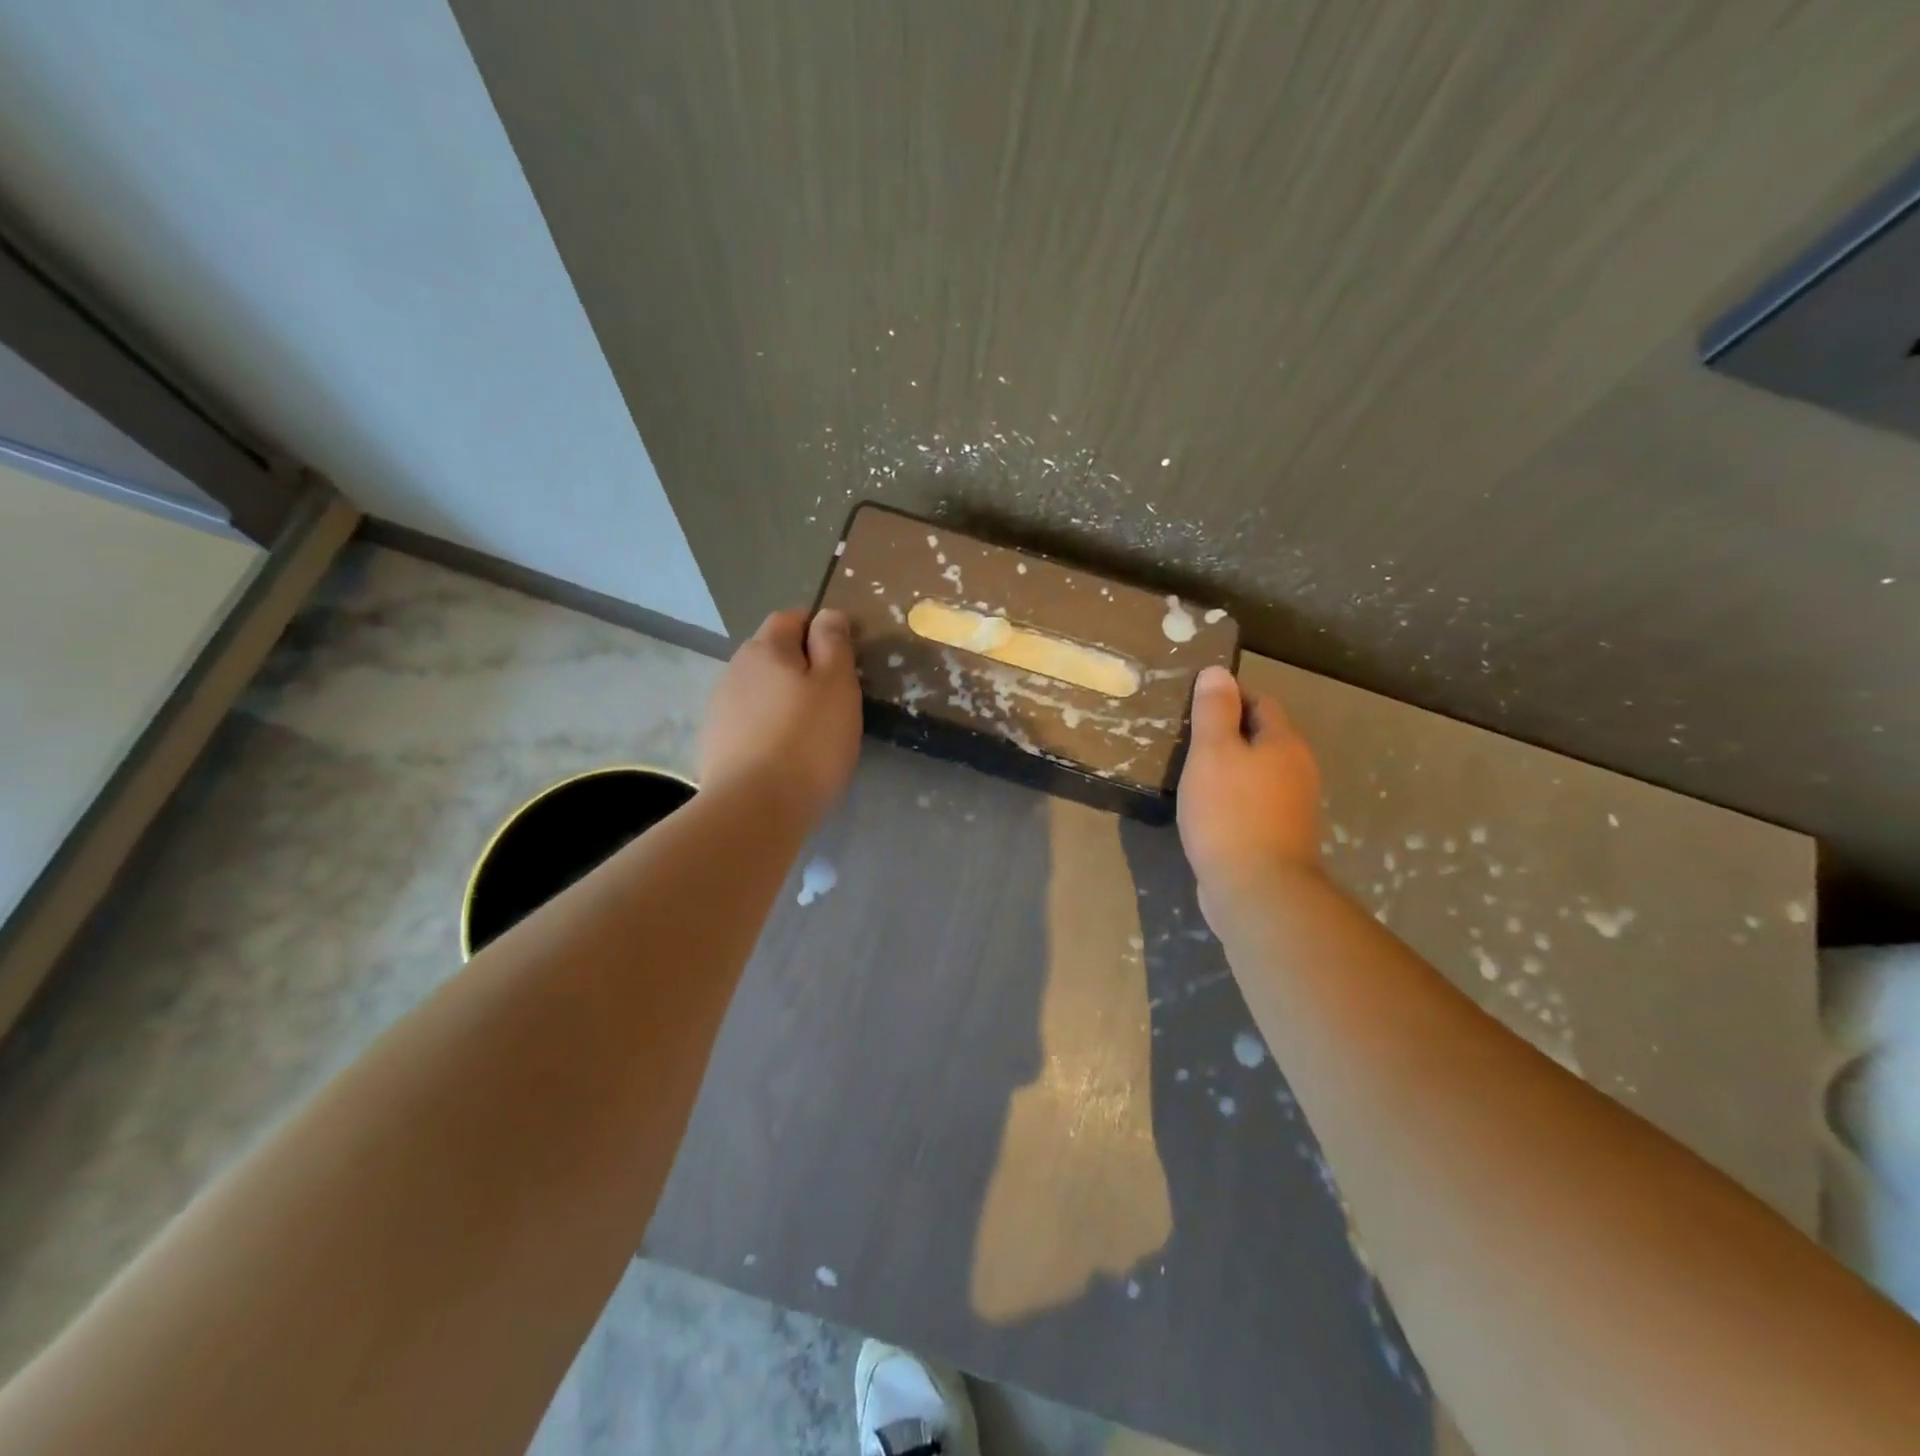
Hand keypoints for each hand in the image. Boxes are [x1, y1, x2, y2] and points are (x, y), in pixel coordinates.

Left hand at [700, 608, 862, 822]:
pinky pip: (748, 721)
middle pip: (771, 653)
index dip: (818, 629)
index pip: (790, 618)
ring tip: (808, 729)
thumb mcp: (837, 686)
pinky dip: (767, 727)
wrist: (754, 809)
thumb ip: (834, 644)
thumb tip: (827, 614)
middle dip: (799, 665)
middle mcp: (735, 669)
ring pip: (759, 688)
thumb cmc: (808, 742)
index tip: (843, 658)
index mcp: (766, 648)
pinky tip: (783, 753)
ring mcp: (720, 707)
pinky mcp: (715, 743)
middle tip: (831, 697)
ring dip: (781, 698)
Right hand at [1177, 666, 1322, 912]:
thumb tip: (1218, 671)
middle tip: (1185, 738)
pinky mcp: (1279, 836)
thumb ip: (1214, 710)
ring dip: (1229, 767)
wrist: (1257, 890)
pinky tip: (1205, 809)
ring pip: (1257, 772)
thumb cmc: (1230, 813)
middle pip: (1262, 737)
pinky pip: (1253, 802)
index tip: (1193, 705)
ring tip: (1189, 772)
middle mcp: (1297, 770)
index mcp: (1284, 743)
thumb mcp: (1213, 753)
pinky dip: (1231, 797)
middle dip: (1227, 733)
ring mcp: (1292, 807)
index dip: (1229, 697)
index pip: (1261, 702)